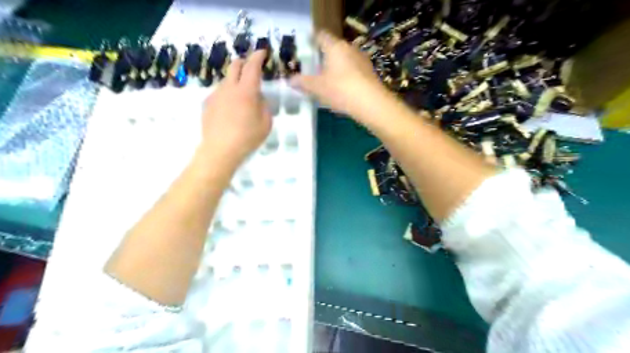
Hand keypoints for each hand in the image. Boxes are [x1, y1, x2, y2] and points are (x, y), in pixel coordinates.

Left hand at [201, 50, 271, 168]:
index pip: (252, 66)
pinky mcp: (207, 103)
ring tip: (242, 94)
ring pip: (226, 79)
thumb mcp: (266, 123)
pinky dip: (227, 93)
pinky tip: (230, 108)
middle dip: (244, 62)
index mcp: (246, 91)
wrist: (220, 150)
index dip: (258, 56)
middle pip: (235, 65)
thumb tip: (257, 96)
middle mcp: (229, 88)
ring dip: (235, 79)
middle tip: (251, 68)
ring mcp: (216, 94)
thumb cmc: (247, 138)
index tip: (262, 52)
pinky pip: (219, 92)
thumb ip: (264, 105)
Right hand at [292, 30, 391, 118]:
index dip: (312, 40)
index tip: (305, 49)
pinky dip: (346, 77)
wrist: (371, 103)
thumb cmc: (340, 90)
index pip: (321, 36)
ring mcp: (362, 60)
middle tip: (313, 69)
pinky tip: (342, 90)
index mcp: (335, 47)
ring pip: (344, 60)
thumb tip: (290, 80)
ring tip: (327, 82)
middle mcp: (349, 48)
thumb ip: (302, 82)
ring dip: (335, 68)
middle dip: (323, 58)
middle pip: (333, 48)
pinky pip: (353, 71)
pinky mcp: (370, 73)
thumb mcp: (317, 88)